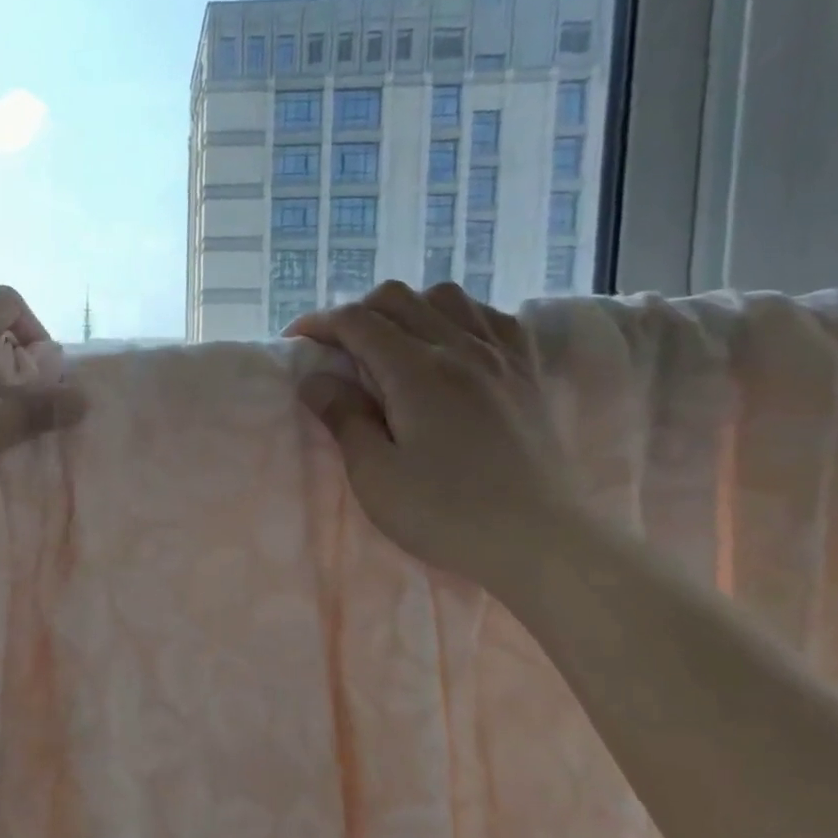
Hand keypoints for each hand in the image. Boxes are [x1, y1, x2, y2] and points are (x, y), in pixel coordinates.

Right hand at [288, 281, 580, 585]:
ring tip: (392, 342)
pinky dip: (457, 317)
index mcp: (417, 371)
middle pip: (398, 298)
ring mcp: (501, 356)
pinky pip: (490, 317)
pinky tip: (449, 345)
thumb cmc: (446, 513)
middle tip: (337, 347)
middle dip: (356, 312)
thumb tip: (315, 379)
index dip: (319, 323)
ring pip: (446, 297)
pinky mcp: (527, 372)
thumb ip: (343, 418)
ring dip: (407, 309)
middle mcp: (460, 348)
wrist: (541, 541)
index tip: (296, 341)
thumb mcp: (375, 474)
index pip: (357, 321)